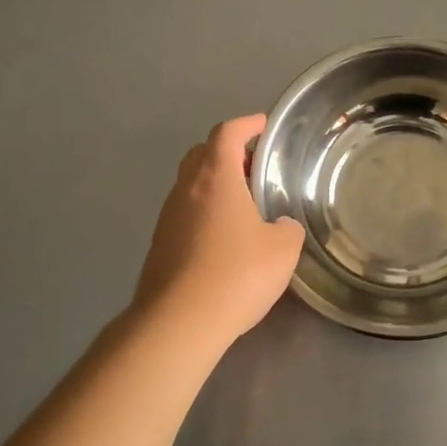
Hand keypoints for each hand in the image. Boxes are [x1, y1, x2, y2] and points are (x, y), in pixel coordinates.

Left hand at [134, 114, 305, 347]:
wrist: (179, 321)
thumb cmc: (237, 274)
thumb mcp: (282, 249)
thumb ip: (286, 228)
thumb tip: (278, 226)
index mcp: (215, 178)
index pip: (227, 133)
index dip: (246, 124)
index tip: (263, 125)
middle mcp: (185, 190)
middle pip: (202, 155)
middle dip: (228, 152)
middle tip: (254, 165)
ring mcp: (168, 218)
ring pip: (191, 186)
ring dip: (215, 184)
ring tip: (243, 203)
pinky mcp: (160, 246)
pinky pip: (185, 214)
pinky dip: (205, 212)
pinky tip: (225, 238)